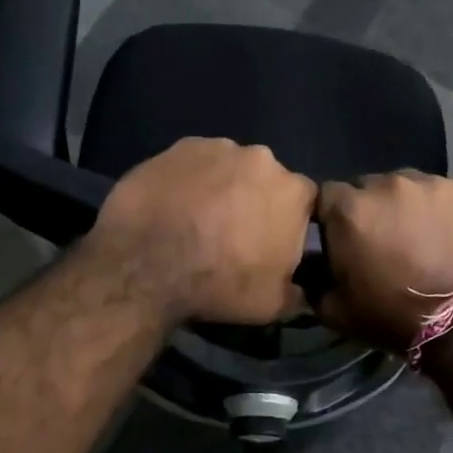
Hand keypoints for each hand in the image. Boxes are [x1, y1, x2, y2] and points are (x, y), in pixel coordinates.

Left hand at [84, 137, 316, 324]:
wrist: (147, 265)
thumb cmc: (220, 285)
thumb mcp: (272, 305)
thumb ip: (297, 292)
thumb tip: (303, 291)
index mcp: (293, 192)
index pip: (305, 201)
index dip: (289, 221)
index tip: (271, 242)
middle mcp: (261, 158)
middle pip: (265, 178)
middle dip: (254, 199)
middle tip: (232, 232)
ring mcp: (217, 147)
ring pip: (228, 167)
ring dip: (220, 187)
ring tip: (197, 218)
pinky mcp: (177, 147)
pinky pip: (192, 163)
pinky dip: (188, 180)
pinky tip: (172, 205)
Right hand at [315, 172, 452, 352]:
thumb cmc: (393, 317)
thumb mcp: (336, 311)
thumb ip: (314, 283)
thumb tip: (308, 272)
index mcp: (349, 210)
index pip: (328, 196)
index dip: (334, 217)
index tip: (343, 239)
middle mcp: (387, 184)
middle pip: (370, 187)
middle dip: (373, 210)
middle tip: (385, 242)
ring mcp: (432, 183)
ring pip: (410, 188)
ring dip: (409, 208)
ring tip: (423, 239)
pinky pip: (448, 194)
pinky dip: (446, 211)